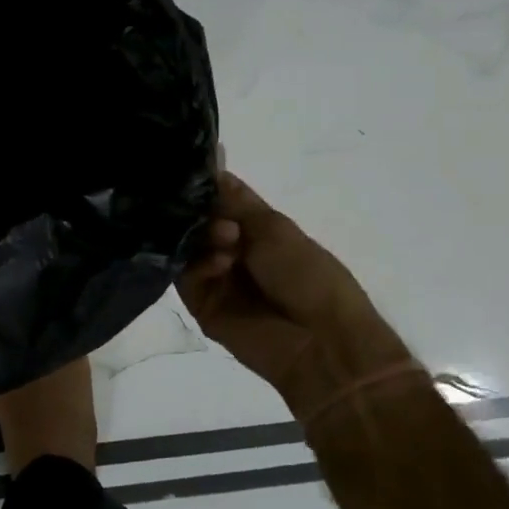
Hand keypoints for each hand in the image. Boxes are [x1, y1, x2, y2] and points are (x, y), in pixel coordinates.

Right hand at [179, 171, 417, 419]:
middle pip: (198, 222)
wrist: (322, 340)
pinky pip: (186, 277)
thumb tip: (212, 168)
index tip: (188, 171)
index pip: (220, 200)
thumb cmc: (309, 275)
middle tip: (221, 220)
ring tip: (227, 242)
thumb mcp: (275, 227)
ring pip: (188, 248)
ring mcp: (216, 279)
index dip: (206, 186)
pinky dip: (199, 265)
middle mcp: (232, 251)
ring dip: (203, 238)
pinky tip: (220, 264)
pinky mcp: (203, 306)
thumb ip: (235, 201)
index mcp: (257, 231)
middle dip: (203, 213)